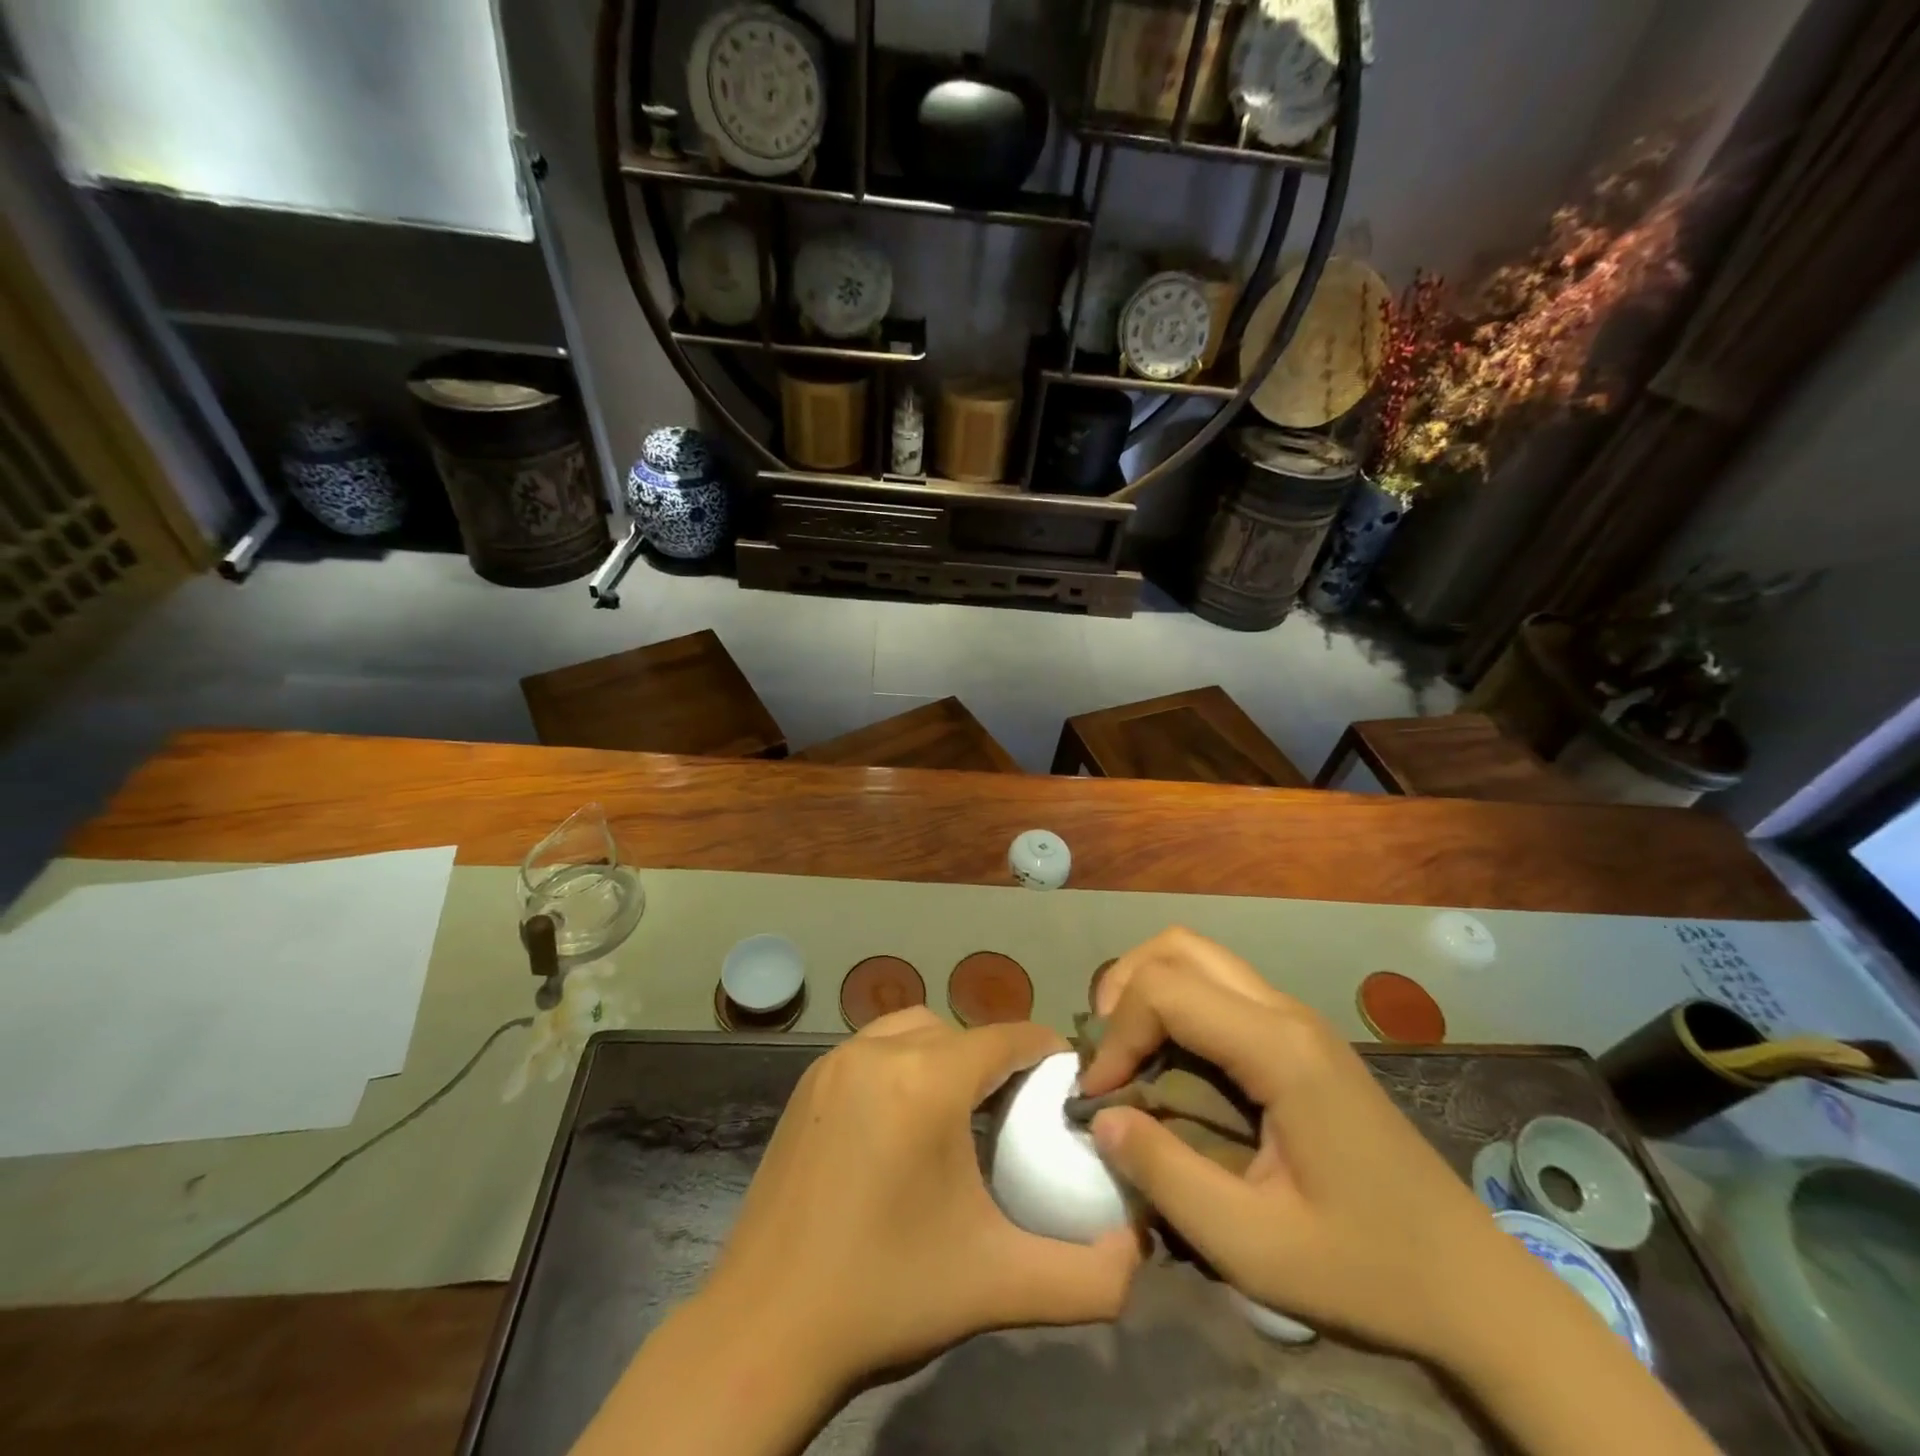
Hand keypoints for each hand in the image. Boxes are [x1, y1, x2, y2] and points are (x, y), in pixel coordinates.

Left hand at [709, 1007, 1141, 1387]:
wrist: (765, 1330)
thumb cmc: (887, 1295)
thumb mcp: (999, 1285)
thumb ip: (1088, 1275)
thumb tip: (1140, 1249)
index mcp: (926, 1082)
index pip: (1005, 1037)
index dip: (1045, 1052)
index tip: (1069, 1083)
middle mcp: (878, 1051)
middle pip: (961, 1032)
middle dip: (998, 1059)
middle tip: (1020, 1111)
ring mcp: (834, 1062)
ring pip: (914, 1029)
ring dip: (947, 1053)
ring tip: (963, 1109)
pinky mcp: (807, 1082)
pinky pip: (873, 1047)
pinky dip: (903, 1061)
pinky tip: (905, 1119)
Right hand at [1080, 927, 1527, 1362]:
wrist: (1471, 1284)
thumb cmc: (1365, 1268)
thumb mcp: (1252, 1245)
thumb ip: (1165, 1176)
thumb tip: (1101, 1117)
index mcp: (1278, 1050)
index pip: (1165, 991)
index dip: (1116, 1035)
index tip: (1099, 1096)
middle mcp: (1285, 1013)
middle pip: (1178, 946)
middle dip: (1124, 987)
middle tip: (1106, 1052)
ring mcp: (1297, 1019)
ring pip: (1199, 956)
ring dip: (1148, 988)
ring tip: (1127, 1050)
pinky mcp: (1300, 1037)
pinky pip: (1220, 987)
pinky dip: (1177, 1003)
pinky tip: (1170, 1059)